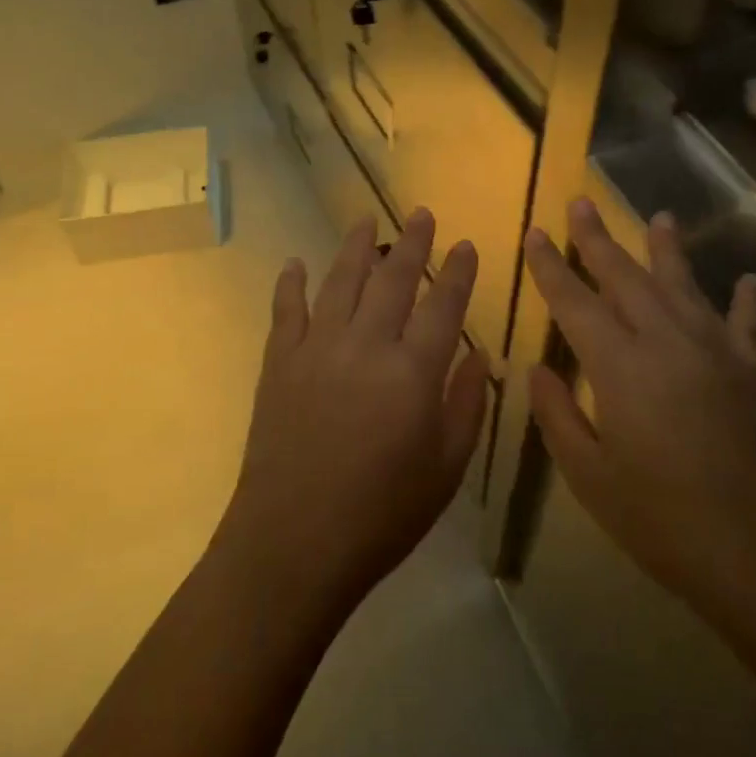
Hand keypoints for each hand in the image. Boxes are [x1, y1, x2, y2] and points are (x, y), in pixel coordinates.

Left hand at [217, 209, 489, 615]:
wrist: (293, 543)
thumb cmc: (382, 514)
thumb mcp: (445, 468)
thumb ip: (465, 405)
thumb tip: (476, 353)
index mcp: (413, 372)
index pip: (443, 306)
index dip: (458, 273)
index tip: (466, 245)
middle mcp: (366, 345)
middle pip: (393, 280)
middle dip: (412, 243)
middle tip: (421, 214)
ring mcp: (316, 349)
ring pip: (340, 282)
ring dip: (356, 247)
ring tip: (366, 220)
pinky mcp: (279, 363)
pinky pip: (286, 311)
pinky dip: (291, 283)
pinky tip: (296, 263)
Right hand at [522, 198, 755, 630]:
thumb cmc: (664, 520)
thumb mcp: (590, 476)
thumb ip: (558, 415)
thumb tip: (537, 368)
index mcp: (620, 365)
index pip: (575, 302)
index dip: (551, 267)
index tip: (536, 234)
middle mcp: (667, 341)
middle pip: (626, 277)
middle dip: (599, 239)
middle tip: (581, 202)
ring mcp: (716, 352)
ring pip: (684, 285)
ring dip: (668, 250)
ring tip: (659, 216)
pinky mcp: (753, 373)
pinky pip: (747, 324)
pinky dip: (745, 301)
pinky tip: (748, 280)